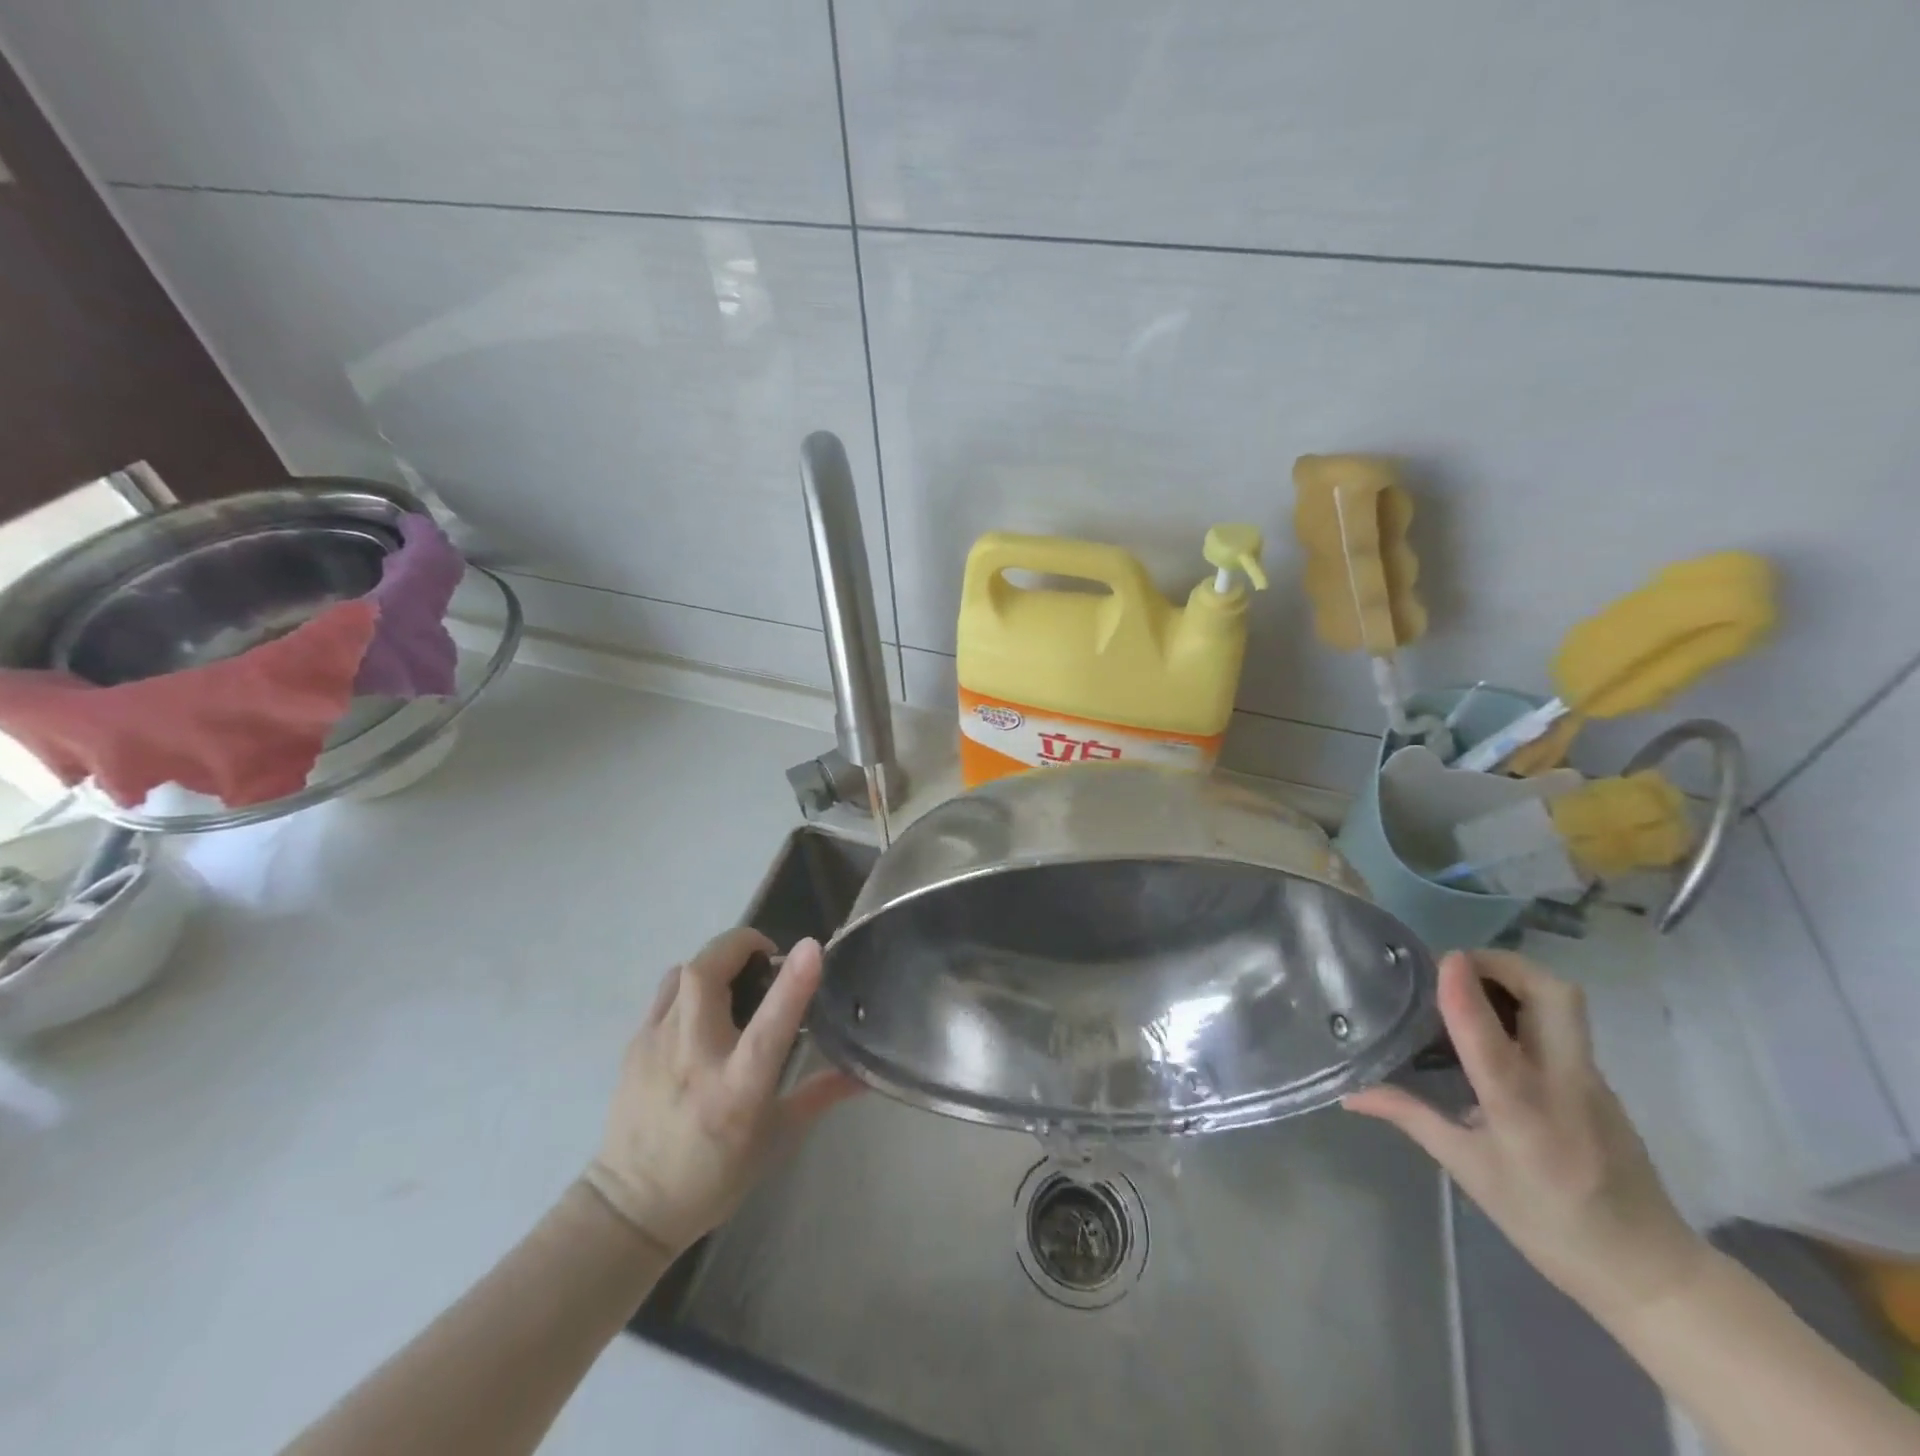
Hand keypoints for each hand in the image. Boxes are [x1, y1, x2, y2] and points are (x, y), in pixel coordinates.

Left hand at [582, 929, 860, 1255]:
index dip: (791, 983)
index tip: (811, 947)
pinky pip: (666, 992)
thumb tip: (864, 1074)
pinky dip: (691, 983)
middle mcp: (694, 1059)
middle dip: (739, 945)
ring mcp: (657, 1046)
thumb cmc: (713, 1177)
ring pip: (684, 973)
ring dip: (715, 961)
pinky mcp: (634, 1044)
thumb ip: (819, 1095)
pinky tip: (704, 1008)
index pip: (768, 1028)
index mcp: (737, 1090)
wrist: (629, 1209)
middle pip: (707, 975)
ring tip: (735, 979)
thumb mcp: (776, 1139)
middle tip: (765, 957)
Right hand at [1344, 949, 1707, 1323]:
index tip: (1444, 959)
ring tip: (1468, 986)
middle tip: (1457, 966)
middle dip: (1504, 964)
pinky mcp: (1600, 1080)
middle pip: (1554, 996)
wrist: (1649, 1268)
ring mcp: (1591, 1079)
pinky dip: (1526, 1004)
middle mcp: (1564, 1085)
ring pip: (1563, 1003)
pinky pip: (1563, 1023)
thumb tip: (1350, 1093)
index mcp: (1523, 1114)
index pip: (1492, 1043)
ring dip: (1515, 978)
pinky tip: (1494, 1026)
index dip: (1466, 996)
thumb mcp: (1469, 1171)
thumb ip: (1411, 1116)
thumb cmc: (1548, 1224)